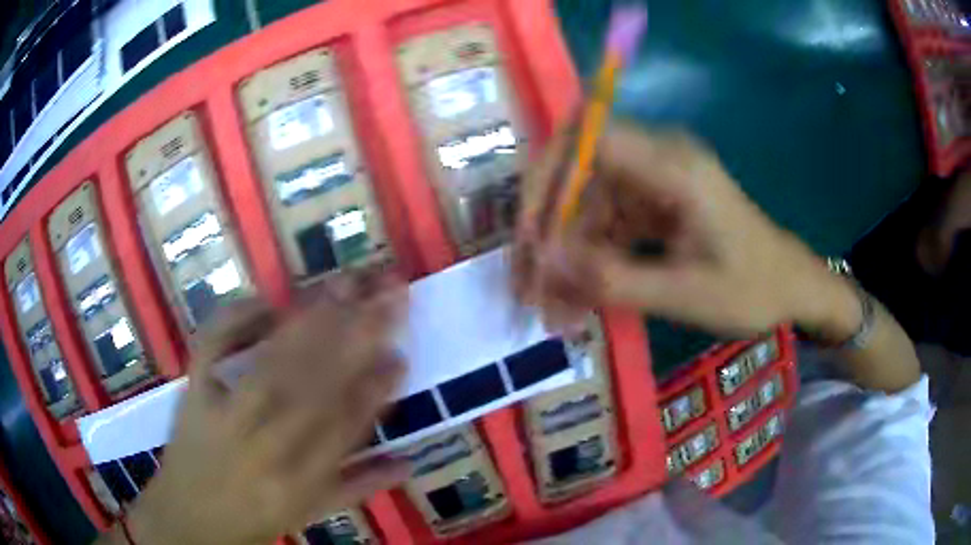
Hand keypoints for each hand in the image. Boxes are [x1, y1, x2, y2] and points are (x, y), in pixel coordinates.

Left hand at [126, 276, 409, 544]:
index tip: (401, 353)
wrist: (187, 517)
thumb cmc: (253, 518)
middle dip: (356, 335)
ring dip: (312, 320)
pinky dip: (236, 316)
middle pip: (313, 385)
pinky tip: (266, 299)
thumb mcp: (309, 514)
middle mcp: (264, 446)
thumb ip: (360, 486)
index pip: (343, 427)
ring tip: (346, 283)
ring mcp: (223, 413)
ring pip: (272, 362)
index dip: (375, 389)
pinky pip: (212, 344)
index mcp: (297, 481)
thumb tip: (408, 460)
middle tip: (388, 292)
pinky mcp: (193, 390)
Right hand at [514, 122, 860, 338]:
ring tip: (550, 308)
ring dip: (563, 254)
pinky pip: (604, 224)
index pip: (588, 140)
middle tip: (528, 284)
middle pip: (577, 173)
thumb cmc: (753, 288)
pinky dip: (587, 260)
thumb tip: (546, 262)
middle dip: (546, 229)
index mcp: (675, 165)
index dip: (547, 179)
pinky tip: (575, 300)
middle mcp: (658, 159)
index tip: (528, 236)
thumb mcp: (686, 293)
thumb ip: (615, 277)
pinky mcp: (651, 203)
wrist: (790, 286)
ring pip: (585, 204)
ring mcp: (653, 181)